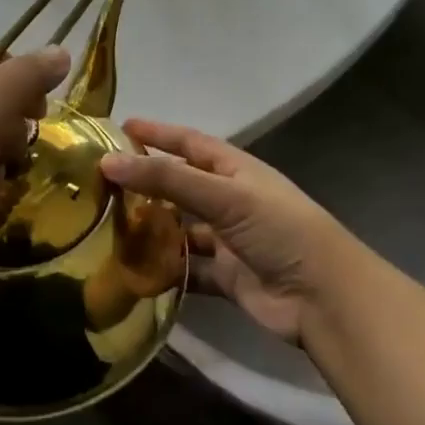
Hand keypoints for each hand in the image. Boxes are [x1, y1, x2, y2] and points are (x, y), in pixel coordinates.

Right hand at [100, 119, 356, 344]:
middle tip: (100, 183)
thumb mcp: (223, 195)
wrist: (324, 297)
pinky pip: (188, 270)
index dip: (158, 133)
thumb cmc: (278, 228)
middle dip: (146, 183)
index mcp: (235, 170)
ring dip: (152, 229)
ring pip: (181, 229)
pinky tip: (133, 271)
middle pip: (180, 186)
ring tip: (107, 227)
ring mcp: (228, 240)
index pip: (189, 142)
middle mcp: (230, 200)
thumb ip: (166, 178)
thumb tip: (108, 161)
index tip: (121, 127)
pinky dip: (166, 271)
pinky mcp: (226, 277)